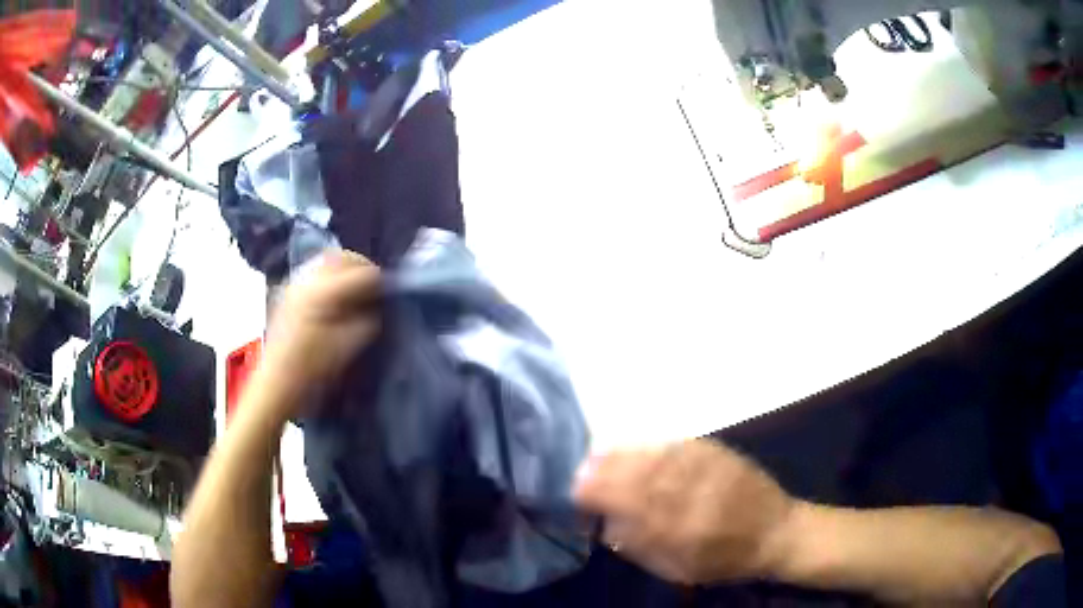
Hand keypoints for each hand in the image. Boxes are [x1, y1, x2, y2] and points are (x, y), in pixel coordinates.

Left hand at [259, 250, 381, 409]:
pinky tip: (338, 298)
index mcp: (323, 292)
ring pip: (326, 262)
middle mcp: (307, 281)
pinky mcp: (290, 295)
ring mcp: (296, 286)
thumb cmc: (311, 370)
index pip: (358, 271)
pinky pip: (315, 274)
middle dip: (361, 266)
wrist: (276, 384)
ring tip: (358, 290)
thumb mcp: (345, 348)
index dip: (378, 279)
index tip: (390, 291)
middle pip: (340, 257)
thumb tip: (376, 308)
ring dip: (345, 270)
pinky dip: (331, 278)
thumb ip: (366, 323)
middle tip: (375, 285)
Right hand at [572, 440, 795, 585]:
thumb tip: (605, 522)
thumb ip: (639, 545)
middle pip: (637, 475)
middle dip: (602, 471)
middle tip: (579, 471)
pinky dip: (648, 445)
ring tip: (597, 455)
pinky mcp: (717, 452)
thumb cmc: (724, 560)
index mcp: (680, 529)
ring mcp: (705, 469)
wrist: (776, 531)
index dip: (596, 494)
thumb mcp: (677, 568)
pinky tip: (634, 447)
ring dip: (620, 454)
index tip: (574, 492)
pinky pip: (675, 445)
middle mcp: (690, 494)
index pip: (628, 504)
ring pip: (653, 456)